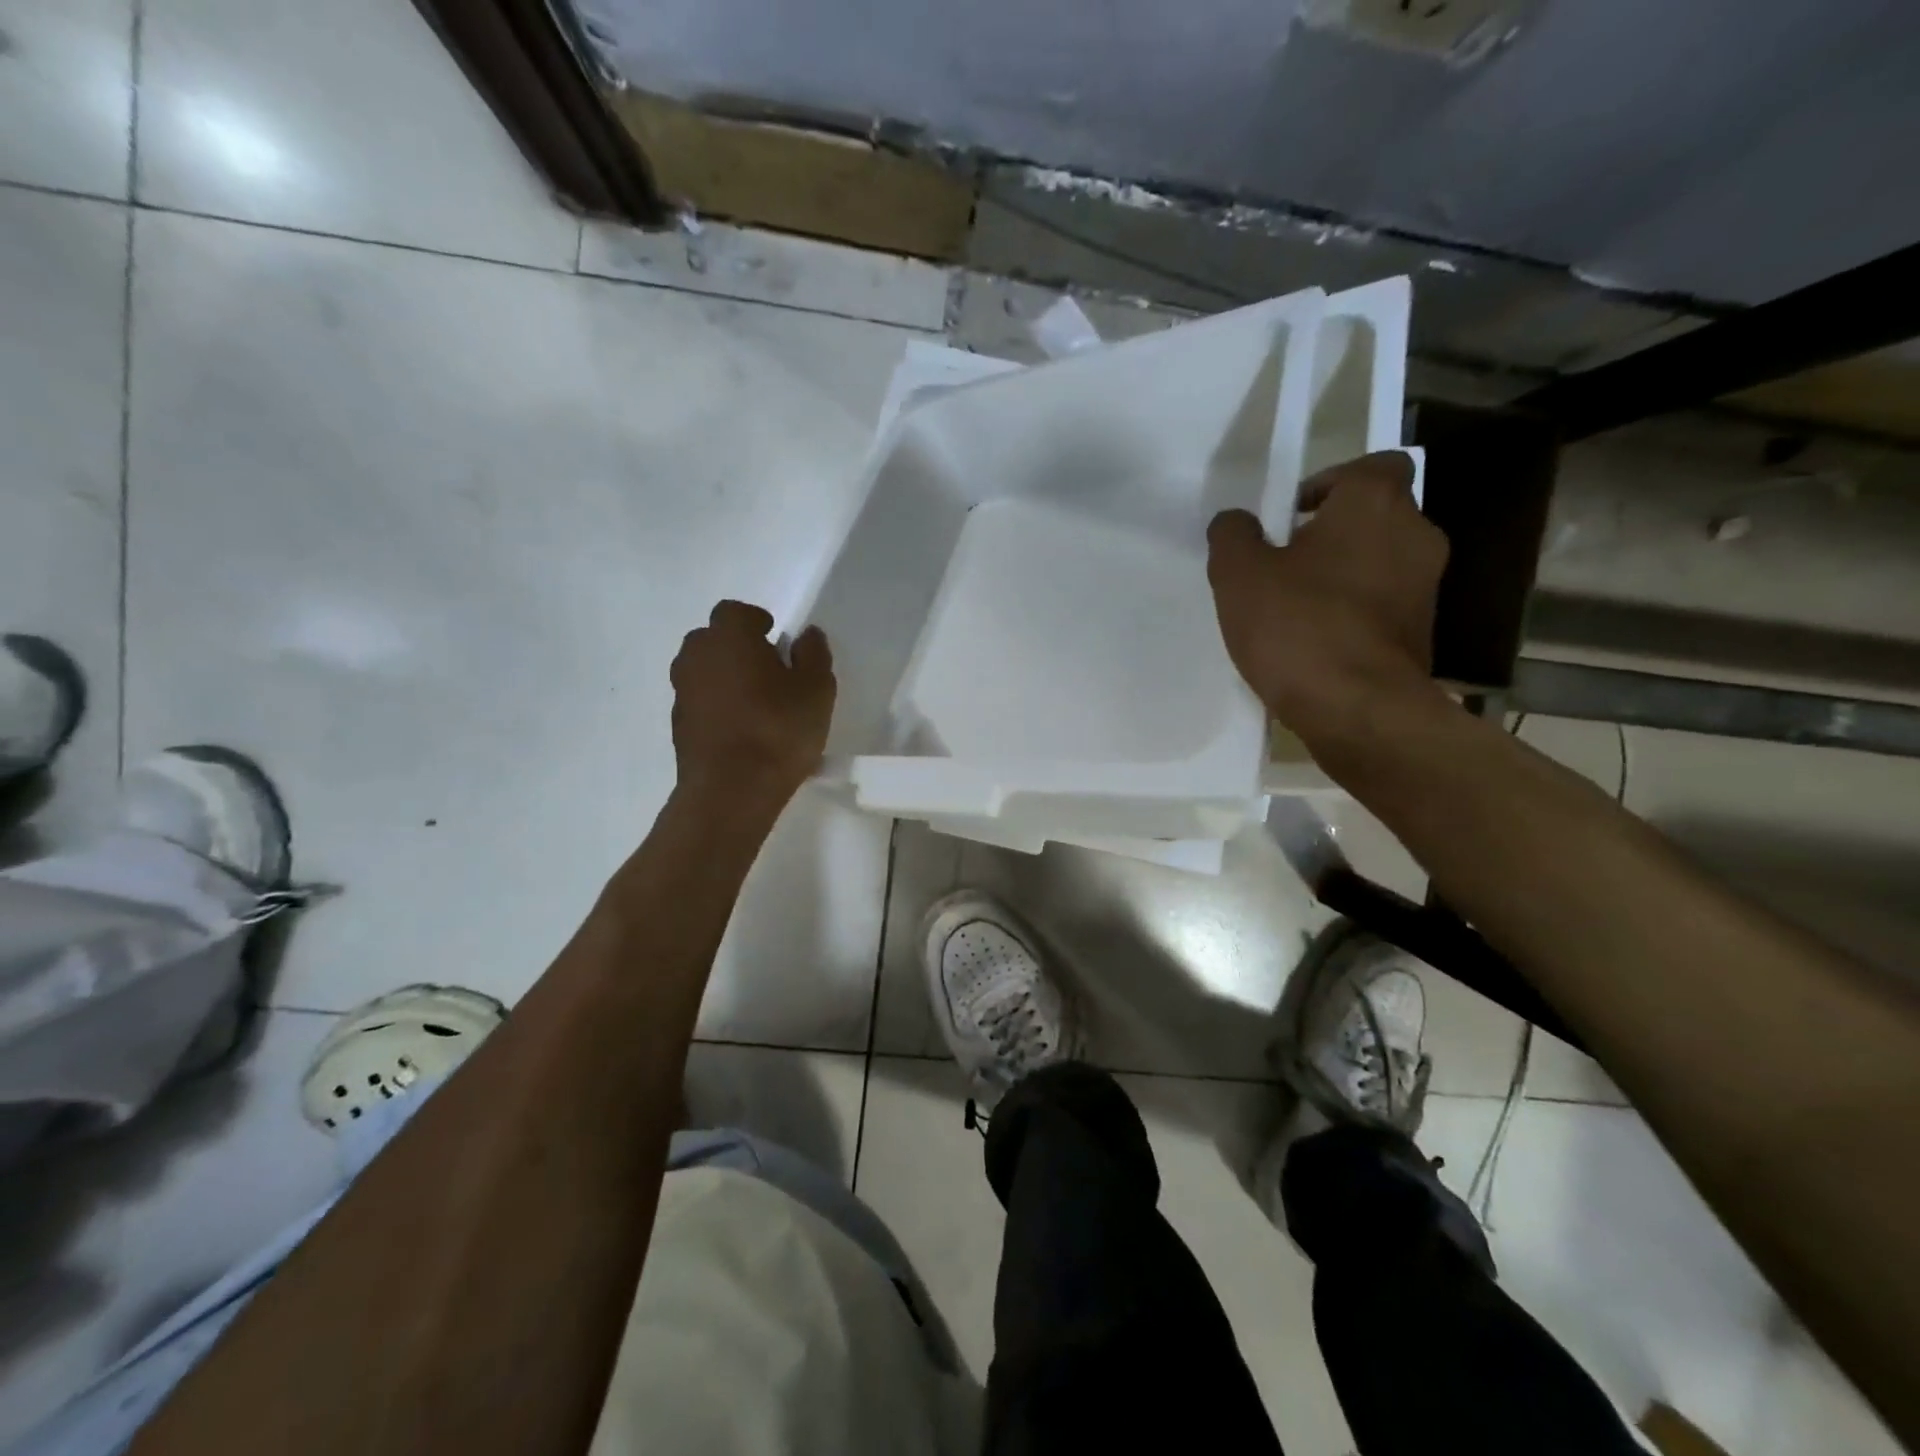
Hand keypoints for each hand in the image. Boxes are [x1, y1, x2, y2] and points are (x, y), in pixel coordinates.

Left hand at [670, 601, 834, 812]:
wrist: (731, 790)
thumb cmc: (779, 729)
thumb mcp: (816, 689)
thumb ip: (813, 654)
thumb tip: (806, 635)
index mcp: (729, 638)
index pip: (736, 612)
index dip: (756, 621)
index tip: (775, 638)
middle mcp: (697, 657)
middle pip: (713, 639)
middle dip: (737, 647)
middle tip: (767, 668)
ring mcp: (682, 693)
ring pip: (703, 671)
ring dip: (725, 677)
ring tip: (756, 701)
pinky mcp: (679, 726)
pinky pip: (700, 702)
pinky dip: (717, 706)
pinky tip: (742, 729)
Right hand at [1207, 451, 1448, 752]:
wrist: (1358, 709)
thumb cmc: (1298, 626)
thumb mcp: (1238, 575)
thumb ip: (1232, 536)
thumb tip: (1235, 521)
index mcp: (1374, 504)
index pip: (1372, 465)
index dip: (1331, 483)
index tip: (1292, 516)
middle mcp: (1415, 534)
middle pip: (1375, 515)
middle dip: (1333, 532)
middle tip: (1285, 563)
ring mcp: (1427, 586)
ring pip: (1380, 561)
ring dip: (1344, 573)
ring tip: (1297, 607)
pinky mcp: (1424, 631)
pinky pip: (1384, 603)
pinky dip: (1356, 611)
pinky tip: (1317, 640)